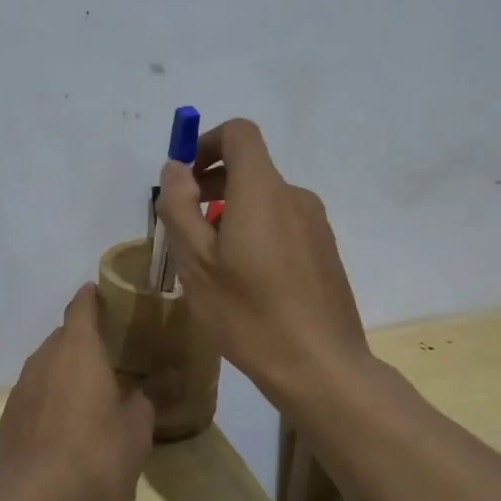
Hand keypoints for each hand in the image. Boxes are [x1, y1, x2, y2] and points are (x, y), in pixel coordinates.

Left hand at [0, 283, 154, 500]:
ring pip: (46, 366)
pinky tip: (65, 425)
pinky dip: (50, 398)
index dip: (90, 297)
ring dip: (65, 371)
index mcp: (77, 351)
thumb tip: (144, 393)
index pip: (81, 308)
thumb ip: (143, 404)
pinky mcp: (8, 418)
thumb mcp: (135, 432)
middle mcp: (44, 360)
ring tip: (88, 391)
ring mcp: (21, 389)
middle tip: (108, 354)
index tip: (98, 290)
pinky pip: (34, 395)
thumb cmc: (95, 455)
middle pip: (62, 337)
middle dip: (82, 341)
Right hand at [156, 118, 369, 403]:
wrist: (321, 367)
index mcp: (263, 191)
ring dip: (231, 213)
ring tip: (211, 262)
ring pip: (264, 200)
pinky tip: (245, 281)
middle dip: (211, 185)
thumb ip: (179, 207)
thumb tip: (175, 169)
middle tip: (184, 228)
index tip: (184, 179)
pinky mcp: (325, 251)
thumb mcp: (197, 263)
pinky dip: (256, 232)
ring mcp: (315, 225)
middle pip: (250, 168)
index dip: (206, 142)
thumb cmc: (249, 313)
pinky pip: (283, 224)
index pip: (239, 134)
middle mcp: (295, 197)